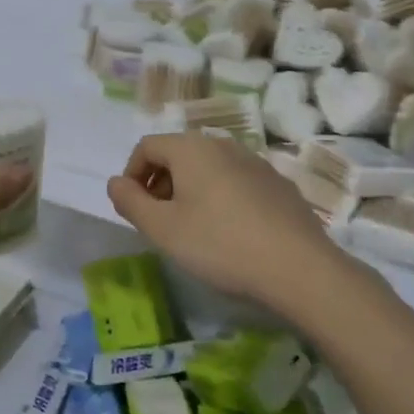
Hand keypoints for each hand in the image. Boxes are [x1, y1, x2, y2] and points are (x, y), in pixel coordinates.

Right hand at [107, 134, 361, 315]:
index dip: (131, 175)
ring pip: (209, 168)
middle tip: (160, 222)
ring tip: (193, 230)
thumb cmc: (219, 245)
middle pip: (179, 154)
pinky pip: (236, 183)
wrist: (298, 268)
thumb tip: (115, 182)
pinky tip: (230, 234)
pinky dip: (221, 199)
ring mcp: (256, 163)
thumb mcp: (162, 229)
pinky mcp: (279, 185)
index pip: (147, 146)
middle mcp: (223, 144)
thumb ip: (130, 202)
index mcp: (192, 148)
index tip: (134, 209)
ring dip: (191, 191)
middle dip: (161, 183)